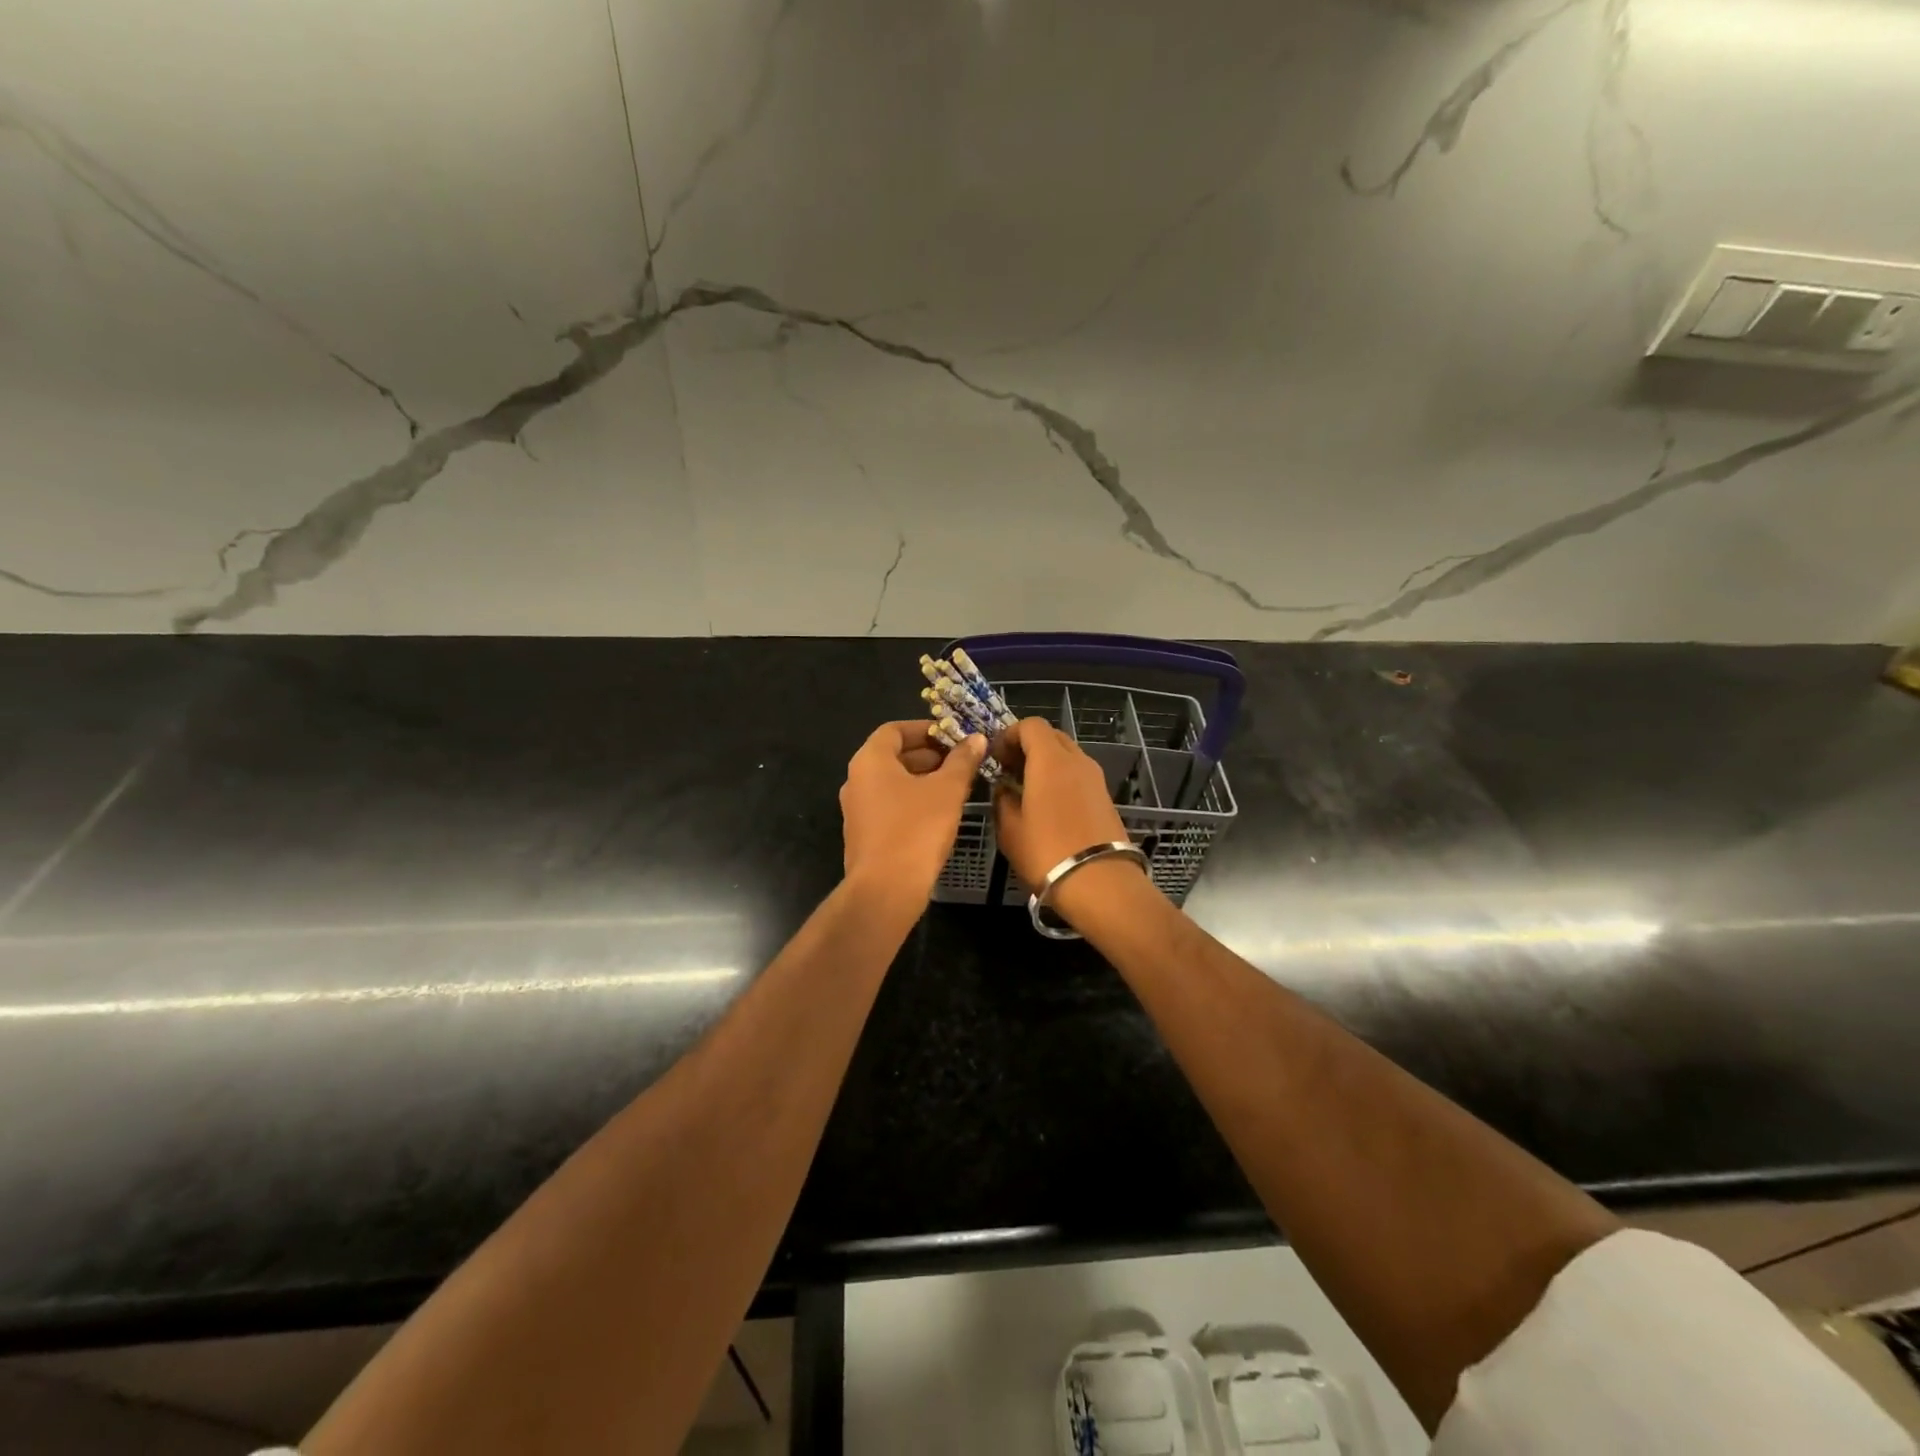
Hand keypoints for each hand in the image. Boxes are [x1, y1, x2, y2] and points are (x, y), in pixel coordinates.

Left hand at [840, 720, 985, 901]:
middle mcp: (856, 780)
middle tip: (961, 761)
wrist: (885, 890)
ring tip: (956, 786)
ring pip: (892, 782)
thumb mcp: (947, 791)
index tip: (953, 736)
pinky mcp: (864, 835)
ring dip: (922, 779)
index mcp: (870, 761)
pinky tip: (939, 813)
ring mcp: (857, 810)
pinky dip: (912, 800)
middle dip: (928, 755)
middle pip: (893, 755)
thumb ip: (962, 761)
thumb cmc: (916, 830)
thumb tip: (976, 739)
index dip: (925, 729)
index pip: (895, 729)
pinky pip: (889, 805)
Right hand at [991, 717, 1144, 901]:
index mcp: (1051, 760)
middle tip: (1008, 770)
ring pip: (1067, 755)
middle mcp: (1077, 760)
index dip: (1009, 735)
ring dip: (1045, 763)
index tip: (995, 758)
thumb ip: (1002, 800)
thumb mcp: (1010, 829)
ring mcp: (1095, 778)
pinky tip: (1047, 806)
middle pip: (1051, 736)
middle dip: (1027, 746)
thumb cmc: (1047, 853)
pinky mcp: (1105, 798)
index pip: (1030, 725)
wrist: (1102, 884)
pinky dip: (1060, 778)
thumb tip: (1003, 788)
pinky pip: (1078, 775)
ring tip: (1026, 790)